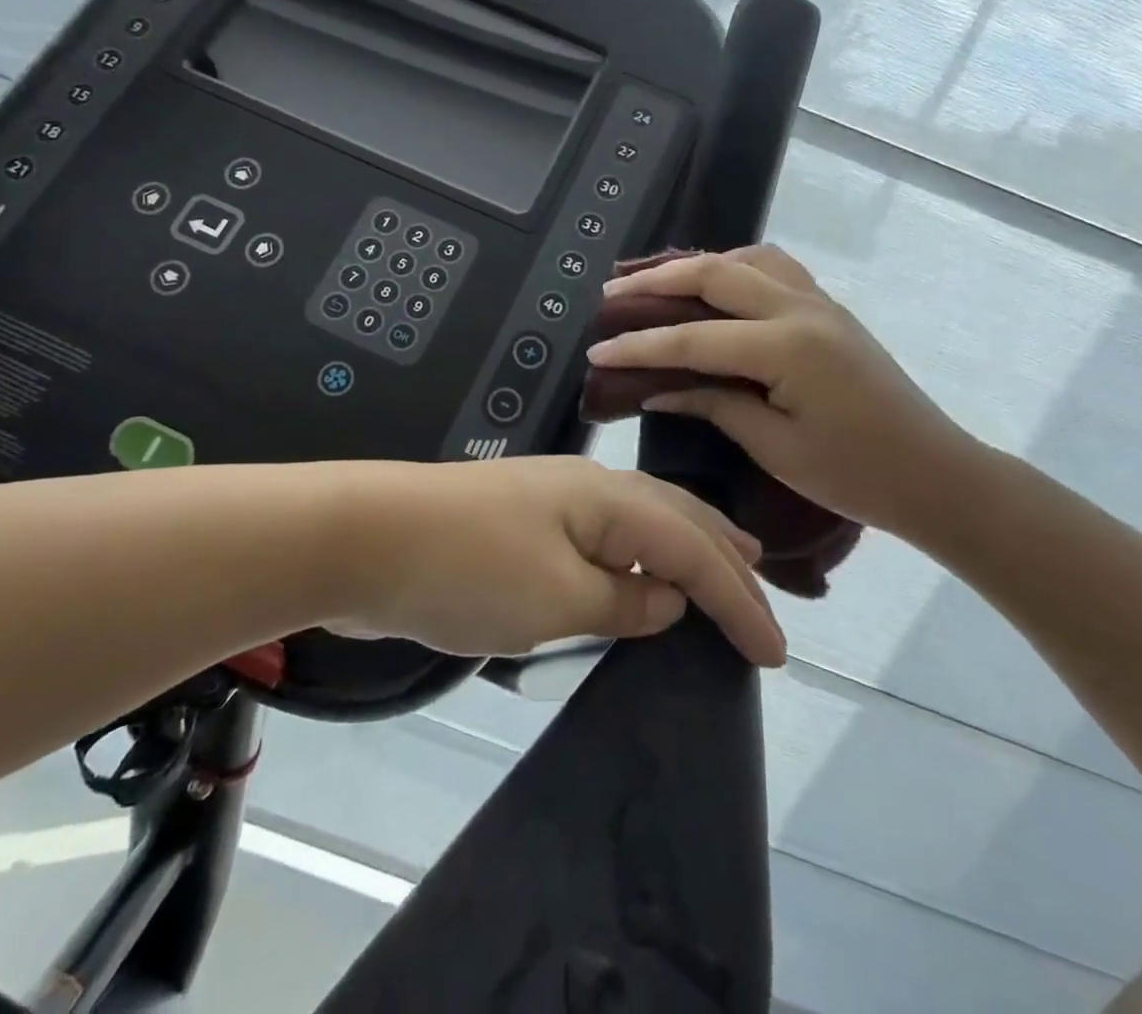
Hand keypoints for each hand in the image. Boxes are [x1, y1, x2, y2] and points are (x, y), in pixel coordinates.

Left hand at [327, 456, 786, 666]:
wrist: (366, 538)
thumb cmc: (468, 569)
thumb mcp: (556, 598)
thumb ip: (622, 600)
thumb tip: (665, 598)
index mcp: (607, 499)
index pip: (693, 548)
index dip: (738, 600)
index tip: (776, 652)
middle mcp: (588, 490)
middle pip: (674, 517)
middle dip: (723, 554)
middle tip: (763, 585)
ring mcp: (552, 503)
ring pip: (639, 523)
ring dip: (684, 548)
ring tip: (719, 569)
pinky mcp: (523, 526)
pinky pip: (601, 541)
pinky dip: (636, 559)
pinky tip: (636, 577)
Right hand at [583, 245, 984, 538]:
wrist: (934, 473)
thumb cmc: (856, 474)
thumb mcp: (776, 448)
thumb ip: (715, 405)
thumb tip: (658, 390)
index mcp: (788, 347)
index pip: (695, 339)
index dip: (640, 346)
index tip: (598, 349)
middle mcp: (802, 309)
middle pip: (715, 275)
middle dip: (657, 282)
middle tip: (611, 295)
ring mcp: (820, 302)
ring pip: (747, 259)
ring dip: (697, 264)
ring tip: (657, 282)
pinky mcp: (828, 309)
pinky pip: (773, 269)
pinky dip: (734, 268)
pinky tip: (715, 289)